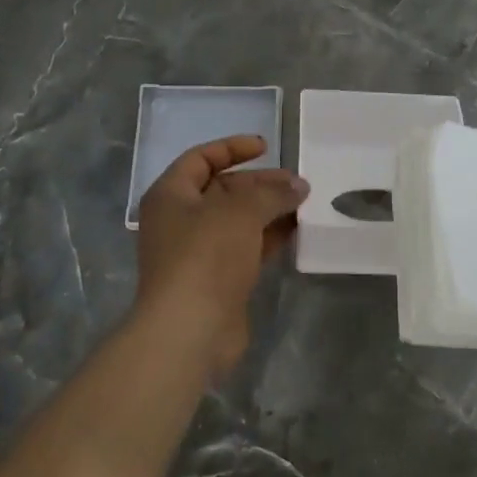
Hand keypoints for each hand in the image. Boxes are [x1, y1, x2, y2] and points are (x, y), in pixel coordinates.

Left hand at [136, 135, 308, 374]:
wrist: (189, 330)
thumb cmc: (205, 256)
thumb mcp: (241, 211)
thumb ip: (271, 193)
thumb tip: (298, 186)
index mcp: (171, 195)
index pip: (201, 158)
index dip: (232, 148)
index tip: (267, 146)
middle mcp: (180, 220)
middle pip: (223, 190)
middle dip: (260, 183)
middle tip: (297, 183)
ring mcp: (197, 252)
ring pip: (238, 221)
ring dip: (269, 211)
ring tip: (305, 204)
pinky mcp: (216, 280)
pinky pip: (246, 248)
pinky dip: (269, 238)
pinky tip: (296, 233)